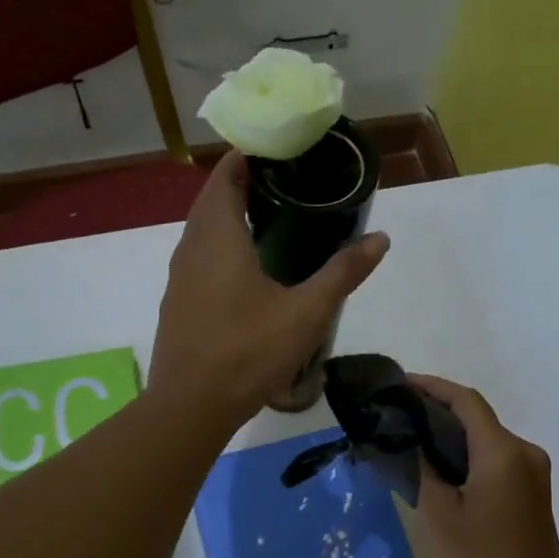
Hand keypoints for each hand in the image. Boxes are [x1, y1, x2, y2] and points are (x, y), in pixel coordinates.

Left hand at [150, 151, 388, 426]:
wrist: (190, 407)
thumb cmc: (247, 353)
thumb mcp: (305, 314)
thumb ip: (342, 274)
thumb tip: (380, 238)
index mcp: (218, 237)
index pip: (226, 175)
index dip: (249, 156)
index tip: (281, 150)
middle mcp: (191, 248)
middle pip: (212, 199)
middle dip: (243, 184)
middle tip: (286, 183)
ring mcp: (179, 277)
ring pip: (202, 231)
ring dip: (229, 217)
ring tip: (270, 220)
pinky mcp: (178, 303)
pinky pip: (199, 258)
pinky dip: (221, 247)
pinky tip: (247, 269)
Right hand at [409, 375, 558, 557]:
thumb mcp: (439, 516)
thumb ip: (424, 470)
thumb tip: (414, 444)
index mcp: (502, 452)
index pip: (466, 401)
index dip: (433, 387)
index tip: (401, 385)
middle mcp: (524, 453)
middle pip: (479, 418)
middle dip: (439, 411)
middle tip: (399, 417)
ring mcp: (534, 473)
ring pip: (488, 440)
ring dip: (453, 436)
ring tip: (413, 442)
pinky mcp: (534, 492)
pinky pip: (498, 460)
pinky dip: (470, 456)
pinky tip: (442, 470)